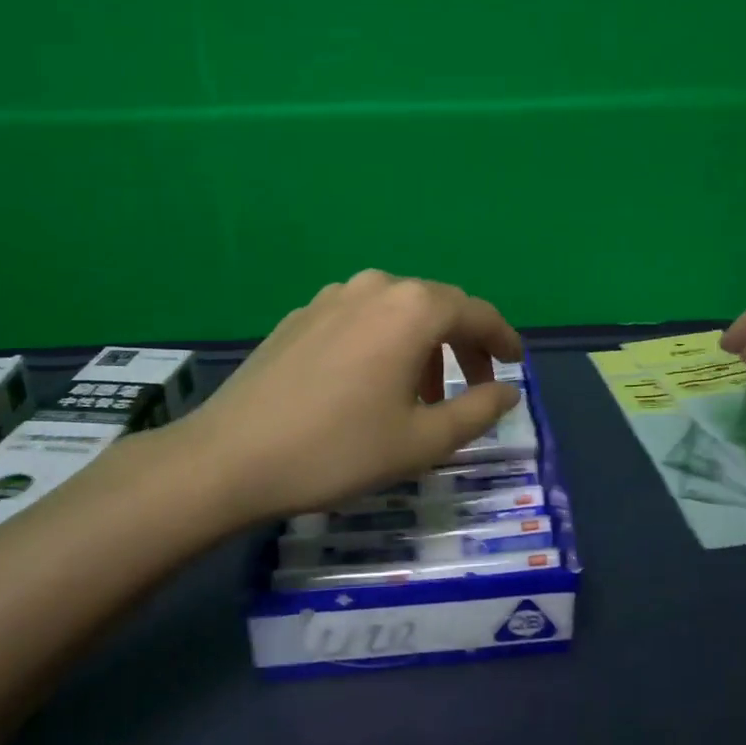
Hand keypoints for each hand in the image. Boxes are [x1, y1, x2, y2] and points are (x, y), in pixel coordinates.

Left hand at [155, 270, 523, 524]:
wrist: (229, 457)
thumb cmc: (338, 449)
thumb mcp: (422, 441)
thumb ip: (478, 411)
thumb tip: (509, 390)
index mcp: (413, 309)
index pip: (477, 313)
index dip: (503, 339)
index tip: (516, 365)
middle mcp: (376, 287)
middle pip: (438, 306)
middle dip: (463, 344)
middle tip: (474, 386)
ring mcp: (333, 296)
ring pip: (398, 311)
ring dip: (423, 345)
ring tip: (421, 395)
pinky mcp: (302, 314)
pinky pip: (361, 318)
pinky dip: (384, 342)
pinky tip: (371, 382)